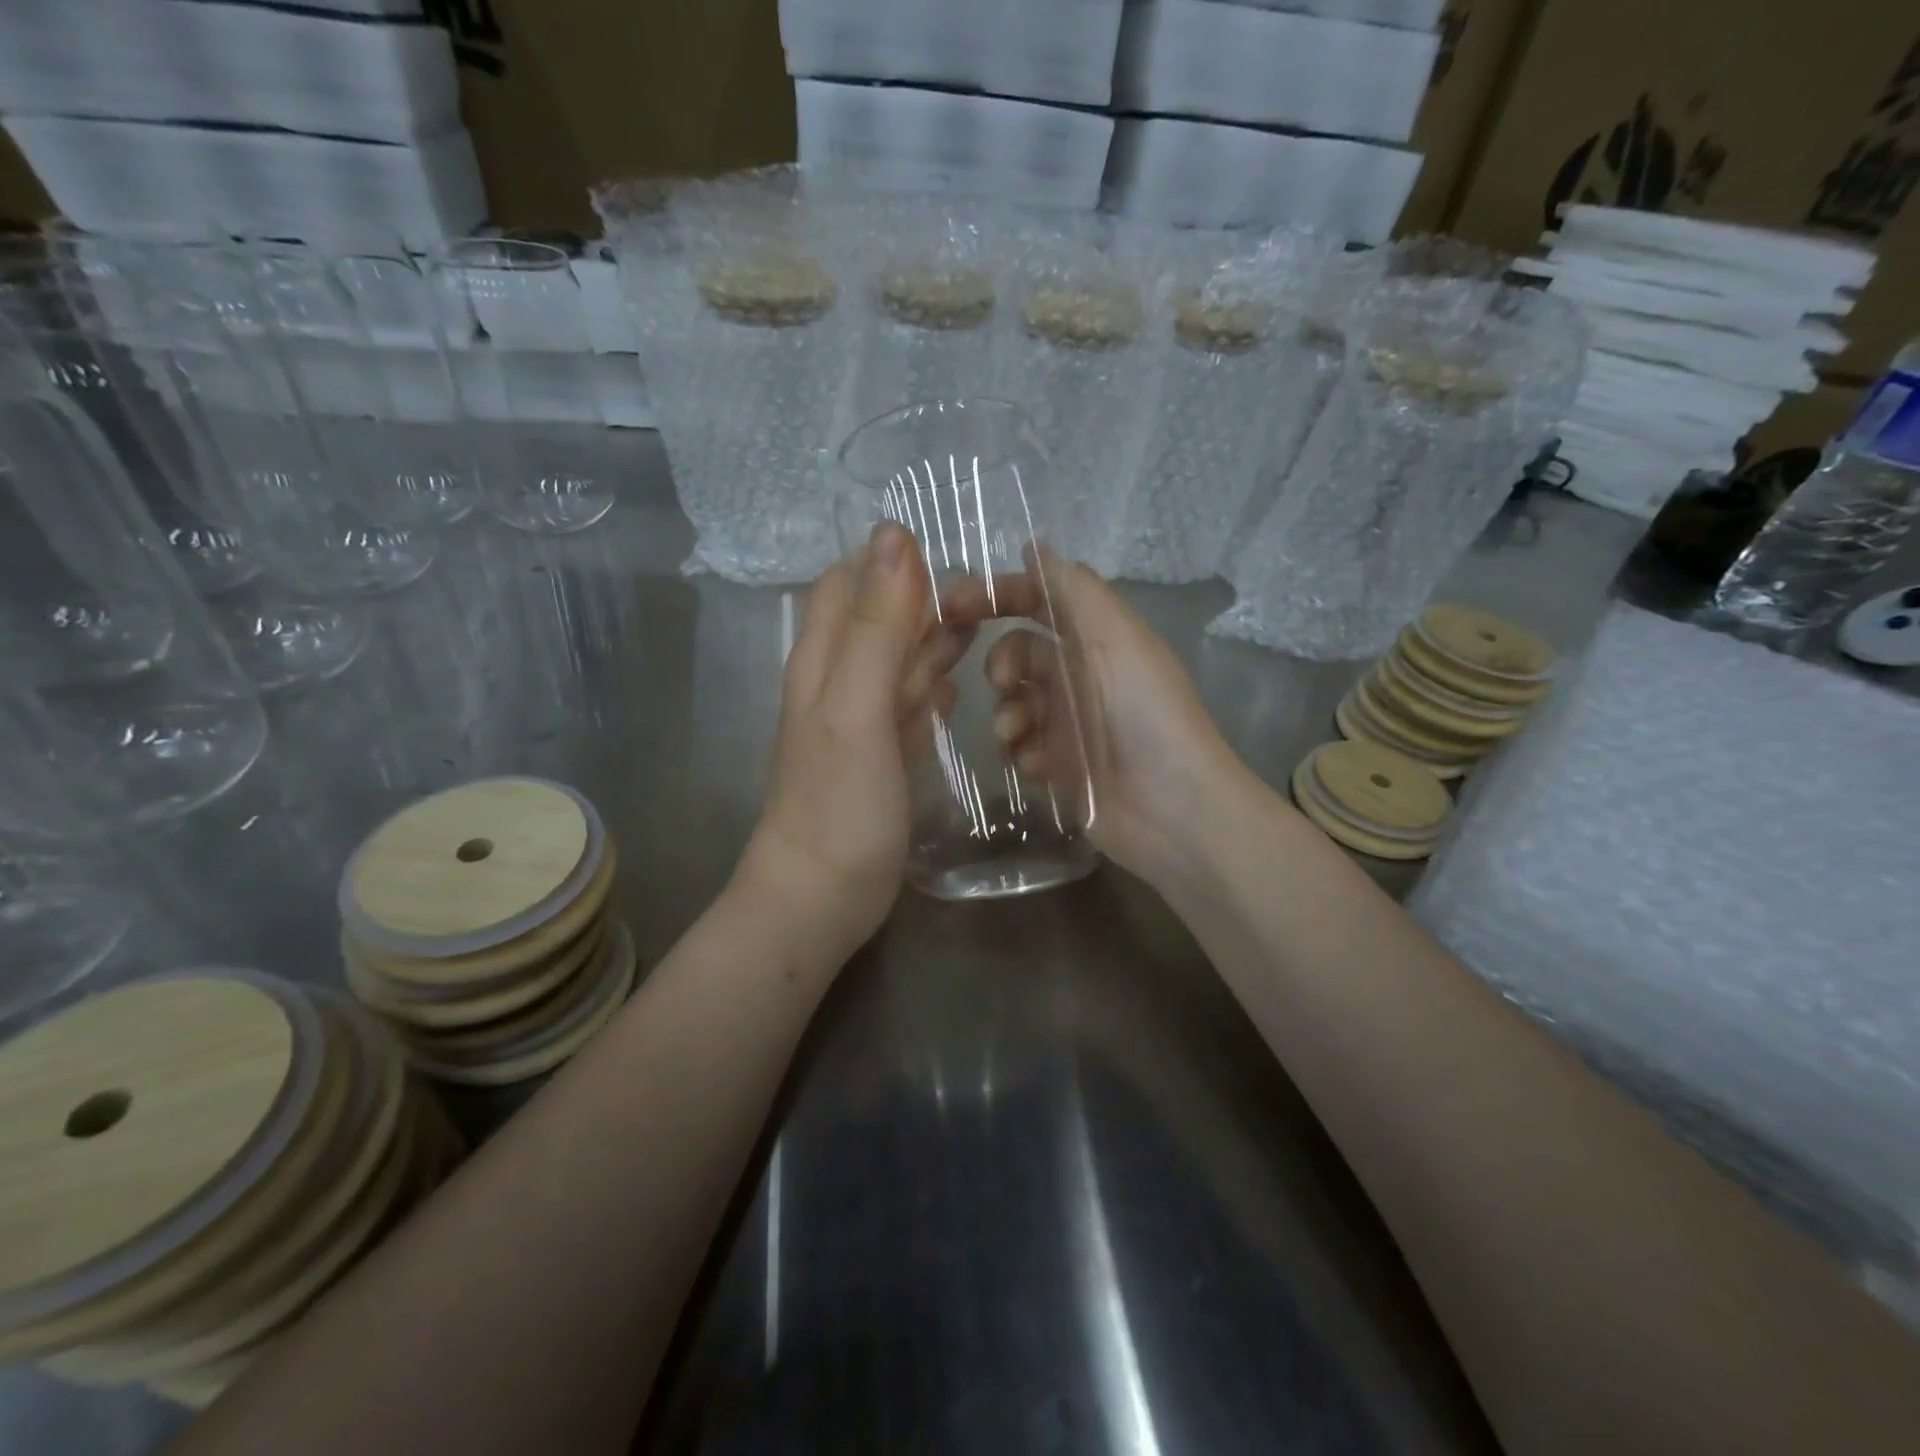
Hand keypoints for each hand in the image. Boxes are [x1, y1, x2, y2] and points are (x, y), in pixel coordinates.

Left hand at [735, 522, 963, 956]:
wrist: (823, 896)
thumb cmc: (839, 802)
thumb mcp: (856, 706)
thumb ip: (876, 625)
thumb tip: (894, 535)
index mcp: (823, 659)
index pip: (850, 581)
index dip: (893, 562)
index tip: (950, 561)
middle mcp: (839, 682)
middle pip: (879, 620)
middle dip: (924, 603)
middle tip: (985, 603)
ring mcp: (861, 723)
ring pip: (898, 664)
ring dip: (934, 646)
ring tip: (985, 635)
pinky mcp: (882, 758)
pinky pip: (908, 709)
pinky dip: (931, 693)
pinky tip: (957, 693)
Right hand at [945, 552, 1249, 891]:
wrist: (1171, 806)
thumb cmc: (1145, 712)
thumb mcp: (1115, 638)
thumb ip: (1073, 590)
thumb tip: (1034, 544)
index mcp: (1094, 639)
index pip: (1037, 601)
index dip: (996, 596)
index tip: (951, 606)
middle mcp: (1078, 675)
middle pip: (1016, 653)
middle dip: (1001, 663)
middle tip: (1004, 684)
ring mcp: (1067, 723)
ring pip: (1011, 704)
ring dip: (1007, 714)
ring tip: (1020, 735)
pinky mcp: (1060, 766)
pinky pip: (1019, 748)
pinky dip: (1021, 752)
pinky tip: (1039, 767)